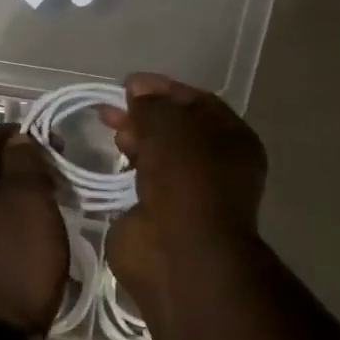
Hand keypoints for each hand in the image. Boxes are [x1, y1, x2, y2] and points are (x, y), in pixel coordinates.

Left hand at [0, 123, 69, 334]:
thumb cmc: (15, 263)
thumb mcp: (30, 204)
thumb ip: (23, 163)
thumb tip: (16, 139)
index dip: (24, 136)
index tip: (55, 148)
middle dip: (17, 164)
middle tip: (53, 178)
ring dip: (8, 192)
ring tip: (41, 205)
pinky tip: (18, 232)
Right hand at [99, 73, 267, 318]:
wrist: (179, 254)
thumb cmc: (185, 181)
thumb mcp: (170, 126)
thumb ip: (152, 104)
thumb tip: (137, 91)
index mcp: (232, 140)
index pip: (197, 102)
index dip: (163, 89)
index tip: (128, 84)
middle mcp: (214, 166)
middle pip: (175, 129)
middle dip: (143, 115)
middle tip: (111, 110)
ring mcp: (186, 194)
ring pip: (157, 155)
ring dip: (133, 140)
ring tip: (108, 132)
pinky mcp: (158, 216)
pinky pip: (139, 182)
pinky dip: (124, 170)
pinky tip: (106, 160)